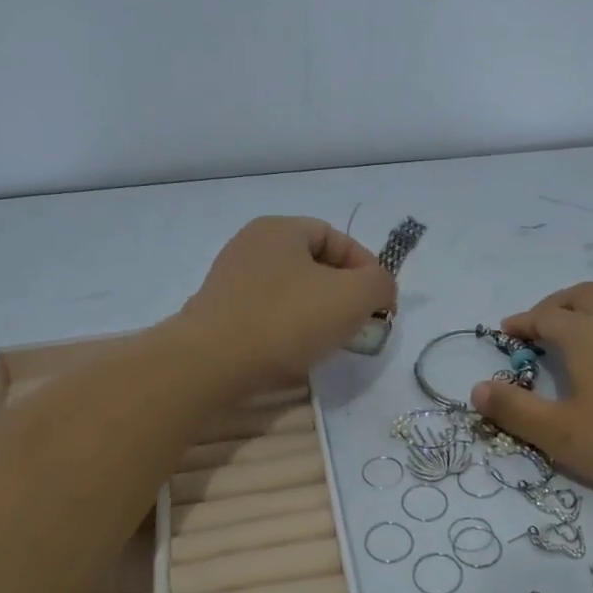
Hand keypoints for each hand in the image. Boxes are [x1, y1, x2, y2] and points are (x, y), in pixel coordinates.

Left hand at [178, 217, 396, 388]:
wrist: (210, 364)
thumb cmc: (286, 320)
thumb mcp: (354, 296)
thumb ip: (380, 283)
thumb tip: (378, 289)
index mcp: (280, 229)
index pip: (337, 238)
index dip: (367, 268)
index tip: (381, 304)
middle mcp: (251, 246)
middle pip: (314, 265)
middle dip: (344, 294)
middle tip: (360, 324)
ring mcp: (230, 280)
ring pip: (292, 292)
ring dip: (318, 314)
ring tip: (331, 342)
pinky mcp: (219, 314)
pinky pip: (267, 315)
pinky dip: (289, 330)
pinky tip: (296, 353)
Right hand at [469, 282, 592, 500]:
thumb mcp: (559, 434)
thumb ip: (514, 410)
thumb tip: (476, 388)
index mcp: (584, 337)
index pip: (544, 317)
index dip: (522, 322)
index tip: (505, 331)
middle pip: (583, 296)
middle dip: (557, 305)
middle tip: (542, 325)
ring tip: (591, 326)